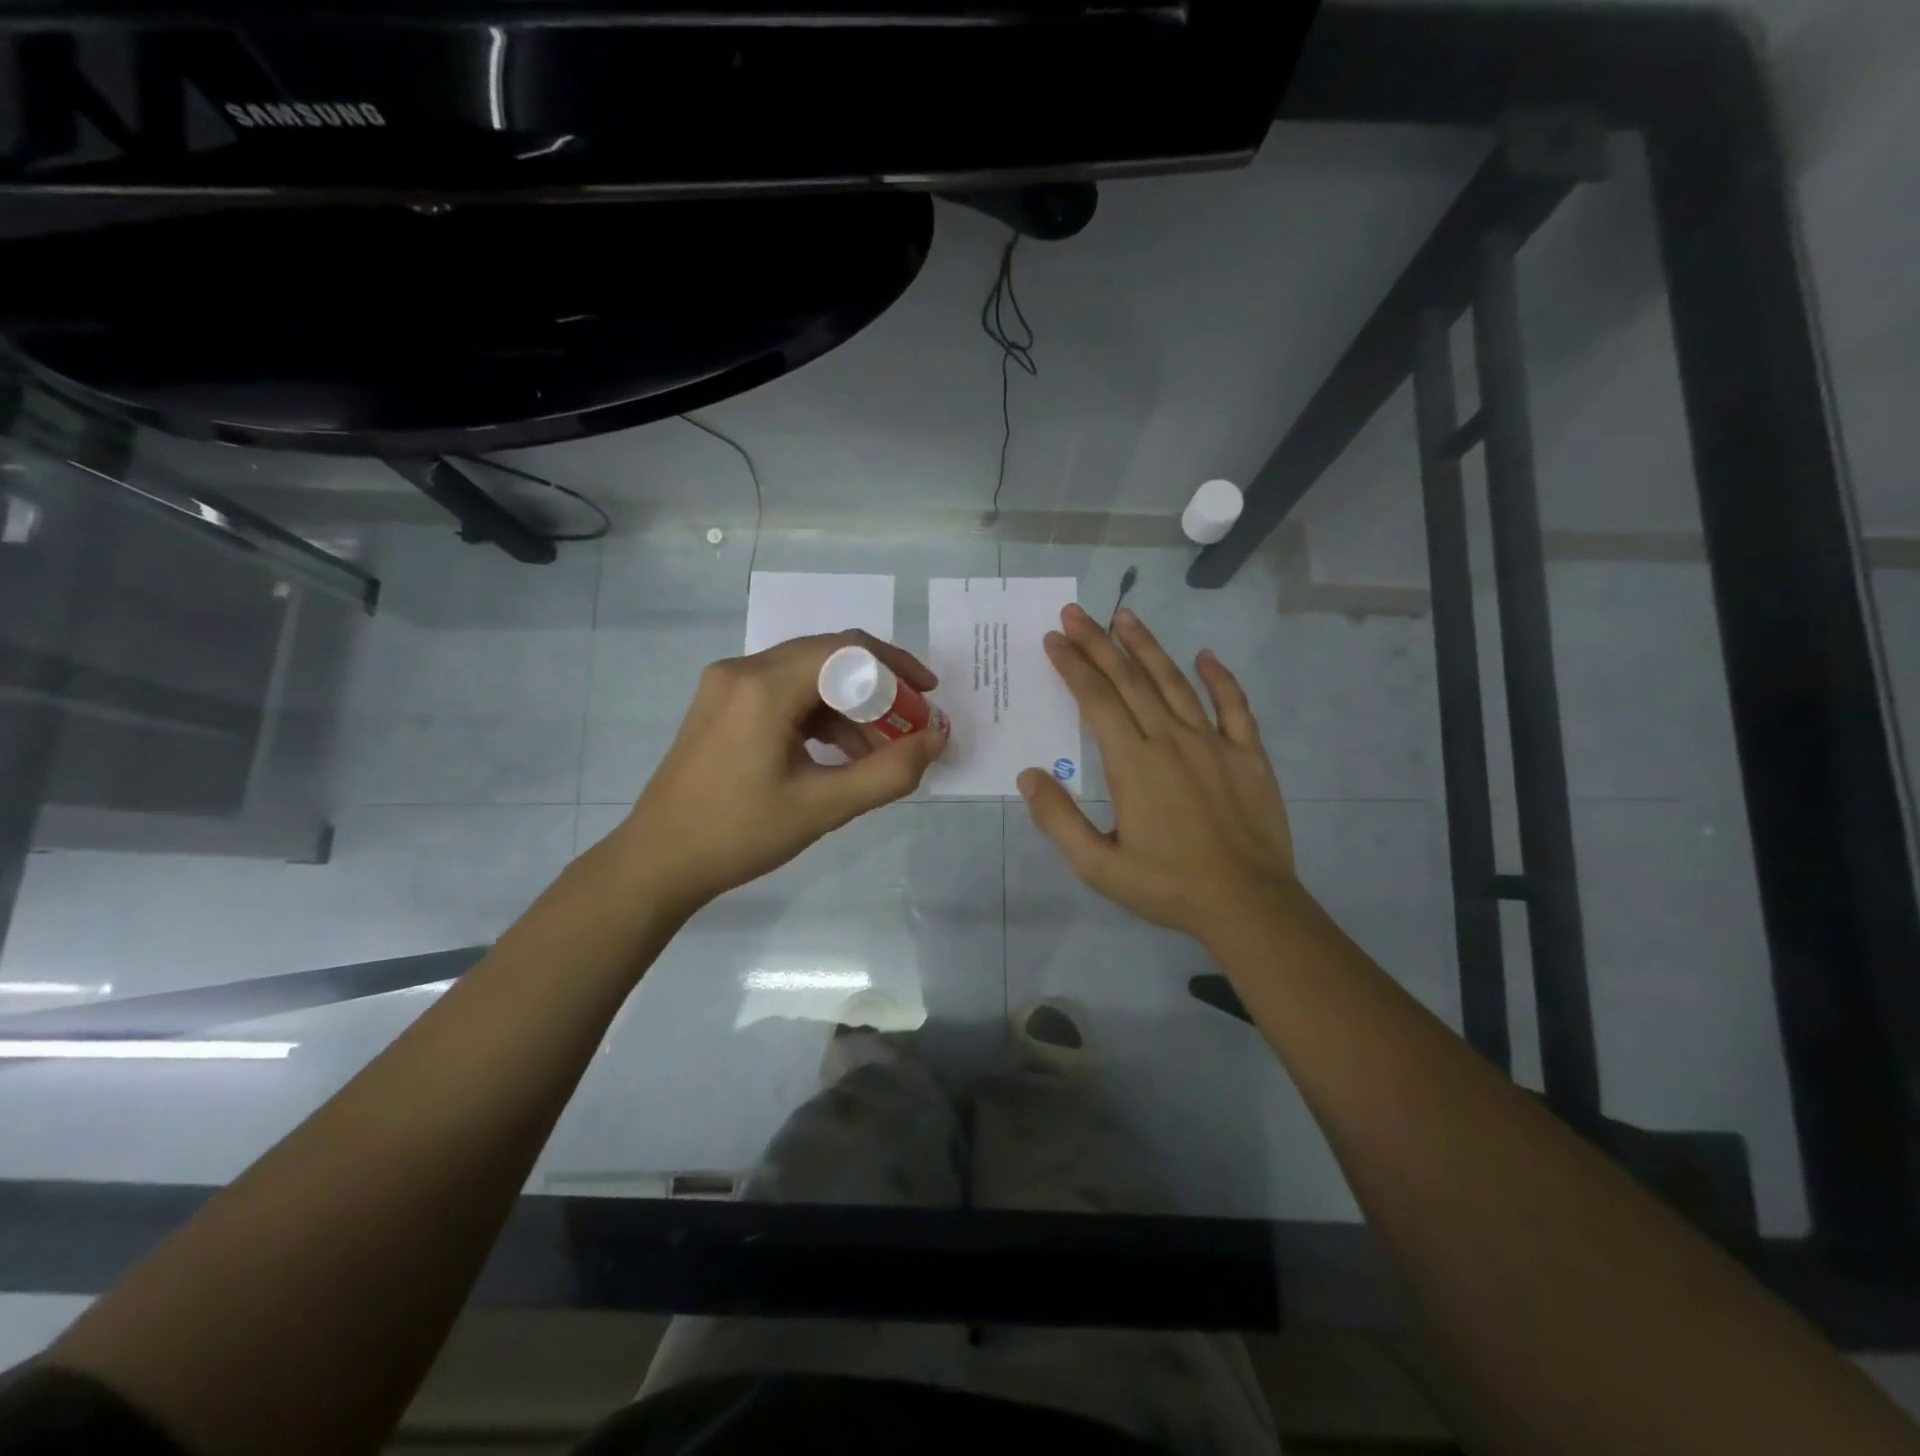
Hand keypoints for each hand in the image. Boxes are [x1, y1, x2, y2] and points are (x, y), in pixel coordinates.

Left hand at [608, 630, 948, 917]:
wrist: (657, 862)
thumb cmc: (739, 835)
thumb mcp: (823, 807)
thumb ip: (889, 771)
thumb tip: (938, 738)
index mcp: (764, 687)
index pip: (847, 651)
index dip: (897, 669)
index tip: (928, 700)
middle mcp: (743, 670)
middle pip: (829, 656)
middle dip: (878, 686)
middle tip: (911, 723)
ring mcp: (727, 685)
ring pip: (807, 675)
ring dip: (849, 705)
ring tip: (879, 750)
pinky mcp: (722, 704)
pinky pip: (784, 692)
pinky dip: (819, 715)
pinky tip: (838, 753)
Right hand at [1018, 604, 1297, 939]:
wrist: (1248, 904)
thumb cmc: (1168, 886)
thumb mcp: (1098, 867)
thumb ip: (1058, 820)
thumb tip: (1028, 776)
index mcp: (1133, 763)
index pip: (1096, 700)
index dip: (1073, 665)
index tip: (1054, 638)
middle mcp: (1171, 740)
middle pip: (1130, 680)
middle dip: (1099, 643)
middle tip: (1076, 613)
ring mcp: (1214, 743)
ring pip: (1175, 682)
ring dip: (1148, 647)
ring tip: (1126, 616)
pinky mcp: (1249, 754)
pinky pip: (1235, 705)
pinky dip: (1220, 678)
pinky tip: (1206, 656)